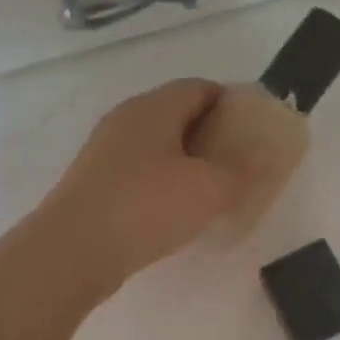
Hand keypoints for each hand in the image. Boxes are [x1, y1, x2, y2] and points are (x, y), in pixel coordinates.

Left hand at [42, 80, 265, 293]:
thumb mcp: (208, 189)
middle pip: (178, 115)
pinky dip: (165, 183)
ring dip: (188, 162)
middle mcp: (126, 121)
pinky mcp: (95, 184)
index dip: (231, 102)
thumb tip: (268, 155)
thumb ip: (243, 170)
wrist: (71, 252)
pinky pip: (141, 172)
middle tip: (239, 163)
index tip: (254, 129)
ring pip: (158, 146)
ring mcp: (105, 153)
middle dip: (212, 135)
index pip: (199, 87)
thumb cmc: (145, 207)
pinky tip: (177, 212)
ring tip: (213, 191)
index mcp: (153, 108)